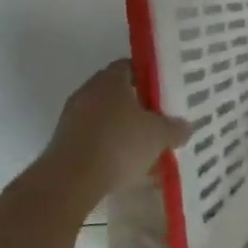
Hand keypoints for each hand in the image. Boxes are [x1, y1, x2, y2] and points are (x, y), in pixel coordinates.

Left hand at [49, 60, 188, 196]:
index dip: (149, 77)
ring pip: (104, 117)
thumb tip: (185, 126)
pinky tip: (122, 165)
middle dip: (137, 106)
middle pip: (117, 92)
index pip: (131, 66)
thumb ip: (174, 128)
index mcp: (111, 79)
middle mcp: (88, 91)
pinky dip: (107, 147)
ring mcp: (71, 117)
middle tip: (158, 119)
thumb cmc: (119, 144)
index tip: (164, 92)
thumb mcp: (158, 135)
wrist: (69, 181)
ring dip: (121, 129)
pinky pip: (92, 138)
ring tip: (143, 147)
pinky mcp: (62, 143)